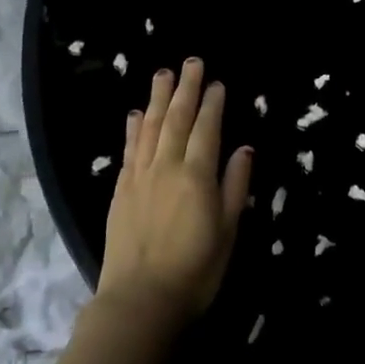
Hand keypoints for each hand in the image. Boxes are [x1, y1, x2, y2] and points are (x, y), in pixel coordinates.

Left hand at [98, 58, 252, 331]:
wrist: (139, 302)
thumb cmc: (195, 271)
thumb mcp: (228, 232)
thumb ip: (236, 187)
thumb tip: (244, 149)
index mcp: (197, 176)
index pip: (206, 129)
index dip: (212, 103)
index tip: (216, 82)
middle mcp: (166, 167)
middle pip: (176, 119)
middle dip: (185, 88)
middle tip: (191, 62)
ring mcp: (139, 177)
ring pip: (149, 128)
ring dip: (157, 99)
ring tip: (162, 74)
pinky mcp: (120, 191)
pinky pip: (128, 150)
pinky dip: (133, 129)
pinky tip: (135, 114)